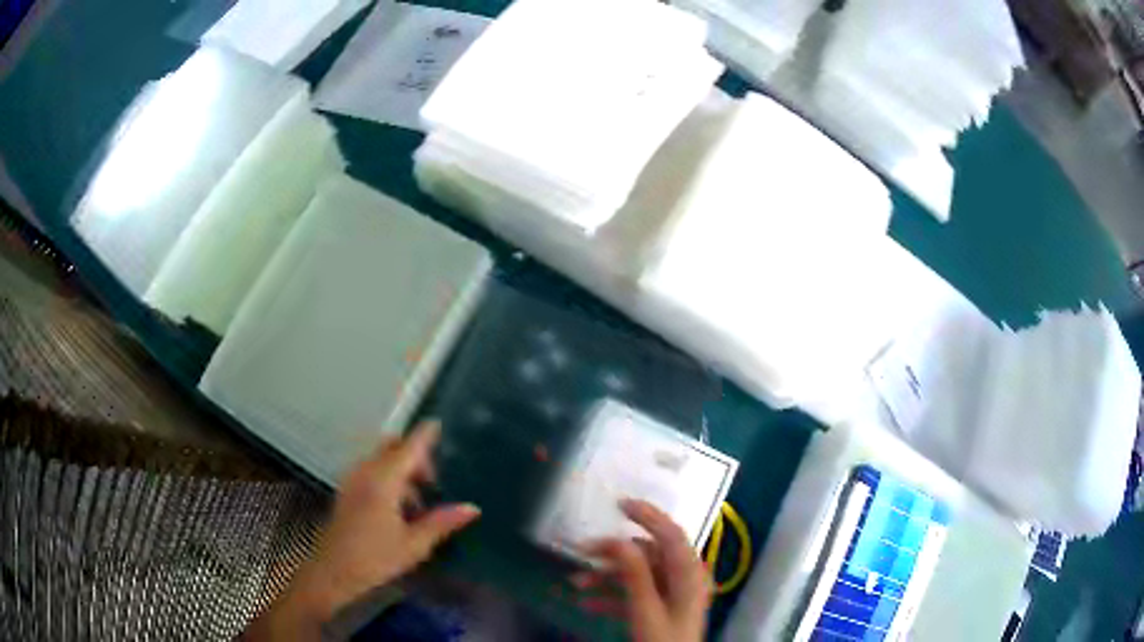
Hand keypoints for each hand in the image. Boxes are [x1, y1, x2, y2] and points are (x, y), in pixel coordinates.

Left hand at [246, 421, 479, 639]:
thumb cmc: (375, 559)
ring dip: (400, 468)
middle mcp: (365, 472)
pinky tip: (397, 508)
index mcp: (383, 481)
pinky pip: (370, 469)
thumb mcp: (414, 545)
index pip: (408, 449)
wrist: (333, 571)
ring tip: (418, 501)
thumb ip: (442, 522)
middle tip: (432, 483)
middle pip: (391, 447)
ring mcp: (352, 479)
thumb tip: (472, 508)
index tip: (437, 423)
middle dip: (413, 456)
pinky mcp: (346, 489)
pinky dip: (387, 476)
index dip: (424, 436)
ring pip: (380, 458)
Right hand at [574, 499, 711, 641]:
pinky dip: (610, 597)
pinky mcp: (658, 609)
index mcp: (688, 573)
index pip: (671, 533)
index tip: (619, 503)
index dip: (648, 515)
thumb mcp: (646, 609)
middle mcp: (682, 579)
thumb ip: (635, 574)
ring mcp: (670, 595)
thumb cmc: (663, 641)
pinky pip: (633, 595)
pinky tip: (584, 604)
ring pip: (636, 575)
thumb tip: (619, 540)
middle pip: (646, 555)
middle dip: (612, 555)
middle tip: (581, 553)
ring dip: (605, 578)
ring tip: (574, 584)